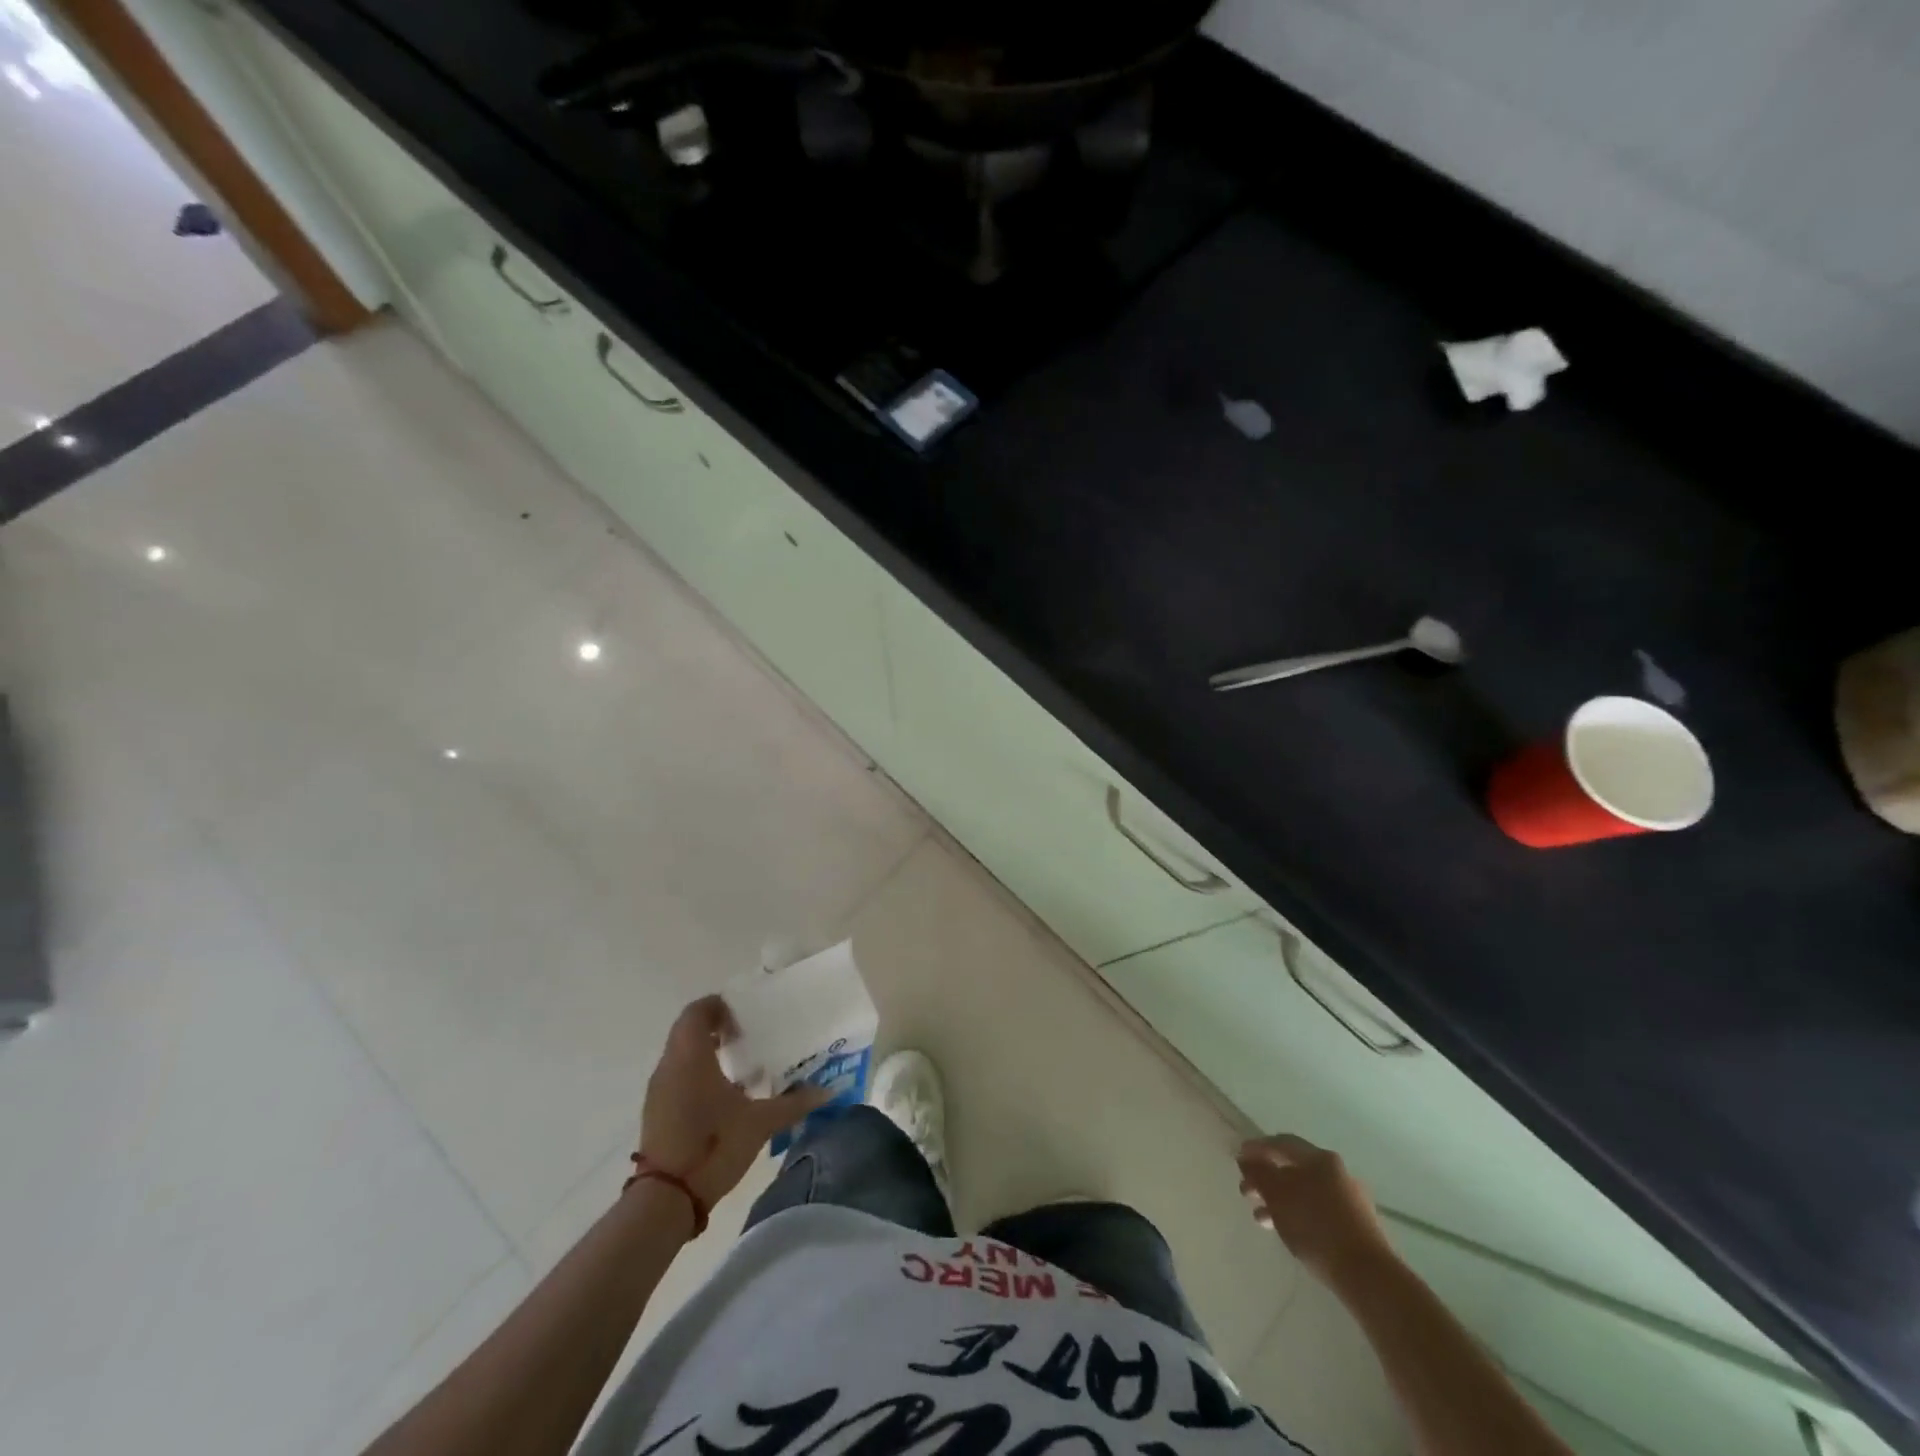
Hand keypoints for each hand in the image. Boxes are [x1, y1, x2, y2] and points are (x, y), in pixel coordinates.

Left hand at [640, 996, 828, 1210]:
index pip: (697, 1011)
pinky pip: (678, 1078)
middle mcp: (669, 1065)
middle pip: (689, 1031)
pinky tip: (726, 1096)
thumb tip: (827, 1091)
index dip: (719, 1005)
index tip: (746, 1013)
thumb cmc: (713, 1146)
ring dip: (708, 1053)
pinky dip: (699, 1075)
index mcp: (691, 1055)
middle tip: (751, 1035)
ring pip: (682, 1055)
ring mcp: (659, 1091)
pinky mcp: (658, 1113)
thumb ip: (793, 1103)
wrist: (666, 1200)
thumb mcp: (760, 1123)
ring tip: (743, 1065)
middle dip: (718, 1028)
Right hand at [1238, 1133, 1395, 1287]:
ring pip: (1305, 1191)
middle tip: (1246, 1191)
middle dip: (1266, 1178)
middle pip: (1293, 1168)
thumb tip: (1246, 1158)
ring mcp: (1350, 1199)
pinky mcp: (1356, 1225)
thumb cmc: (1316, 1226)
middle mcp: (1336, 1172)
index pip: (1281, 1143)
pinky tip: (1288, 1231)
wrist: (1368, 1276)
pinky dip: (1298, 1214)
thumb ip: (1258, 1173)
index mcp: (1319, 1158)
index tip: (1238, 1158)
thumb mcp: (1277, 1195)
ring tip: (1261, 1218)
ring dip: (1280, 1200)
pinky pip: (1318, 1210)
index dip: (1257, 1148)